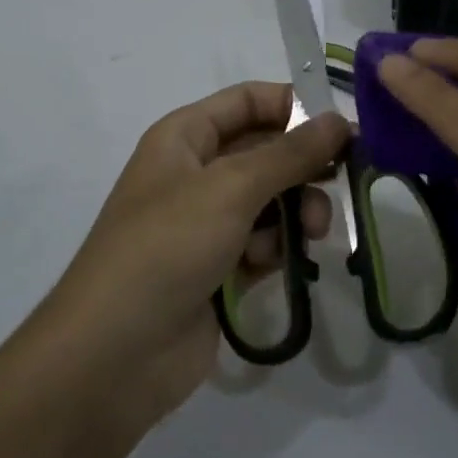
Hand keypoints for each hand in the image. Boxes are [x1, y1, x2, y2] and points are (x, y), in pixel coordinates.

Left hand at [45, 82, 348, 429]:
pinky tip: (270, 267)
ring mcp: (205, 223)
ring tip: (312, 231)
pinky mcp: (218, 270)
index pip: (248, 101)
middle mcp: (195, 172)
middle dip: (303, 166)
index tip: (342, 127)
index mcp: (185, 137)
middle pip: (265, 151)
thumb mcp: (230, 188)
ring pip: (270, 200)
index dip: (294, 106)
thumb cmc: (167, 247)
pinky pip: (263, 243)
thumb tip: (337, 120)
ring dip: (295, 211)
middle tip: (344, 180)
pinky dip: (275, 249)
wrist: (113, 356)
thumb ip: (289, 154)